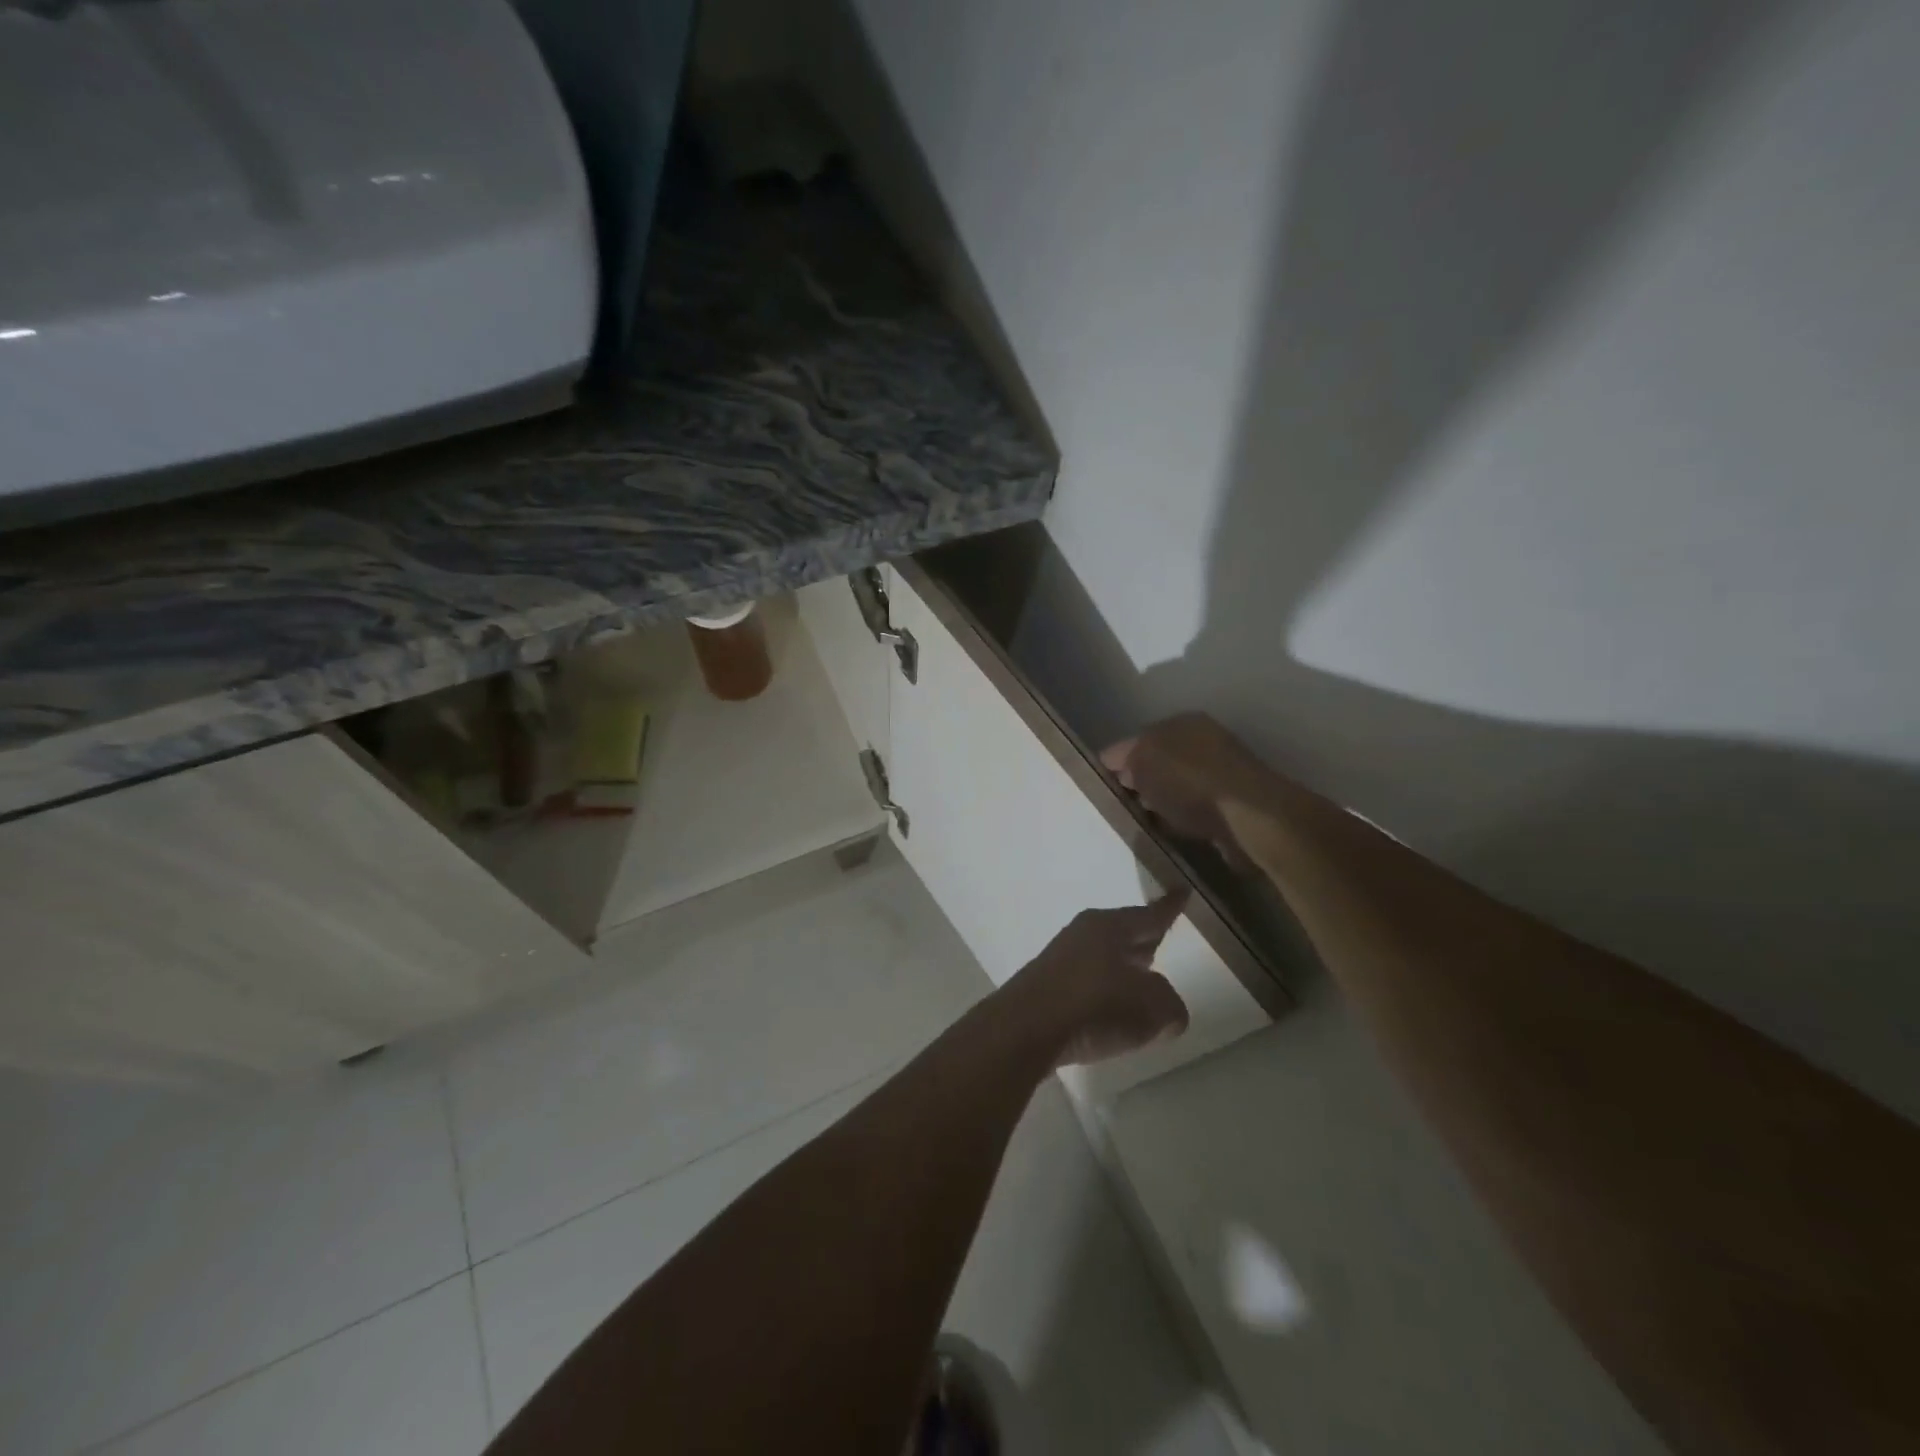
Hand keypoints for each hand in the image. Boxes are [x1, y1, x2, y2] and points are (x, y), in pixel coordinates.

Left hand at [1003, 897, 1190, 1066]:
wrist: (1025, 1028)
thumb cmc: (1095, 1006)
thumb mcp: (1152, 1008)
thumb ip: (1169, 1004)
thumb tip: (1166, 1009)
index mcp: (1111, 926)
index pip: (1151, 915)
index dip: (1171, 906)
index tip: (1182, 890)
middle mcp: (1084, 932)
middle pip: (1124, 933)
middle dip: (1144, 940)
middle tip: (1163, 941)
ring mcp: (1061, 957)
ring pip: (1104, 956)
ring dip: (1122, 968)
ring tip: (1141, 983)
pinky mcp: (1046, 983)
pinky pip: (1086, 979)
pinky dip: (1103, 990)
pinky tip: (1110, 1011)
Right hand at [1101, 713, 1268, 860]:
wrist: (1249, 820)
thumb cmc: (1190, 782)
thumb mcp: (1144, 759)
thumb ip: (1126, 757)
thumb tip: (1120, 766)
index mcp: (1182, 723)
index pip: (1137, 738)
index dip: (1116, 761)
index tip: (1101, 785)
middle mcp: (1204, 742)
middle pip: (1158, 762)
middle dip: (1138, 782)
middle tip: (1119, 806)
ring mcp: (1220, 775)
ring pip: (1175, 787)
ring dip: (1159, 803)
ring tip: (1140, 822)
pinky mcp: (1231, 807)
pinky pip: (1192, 811)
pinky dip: (1178, 820)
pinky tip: (1168, 833)